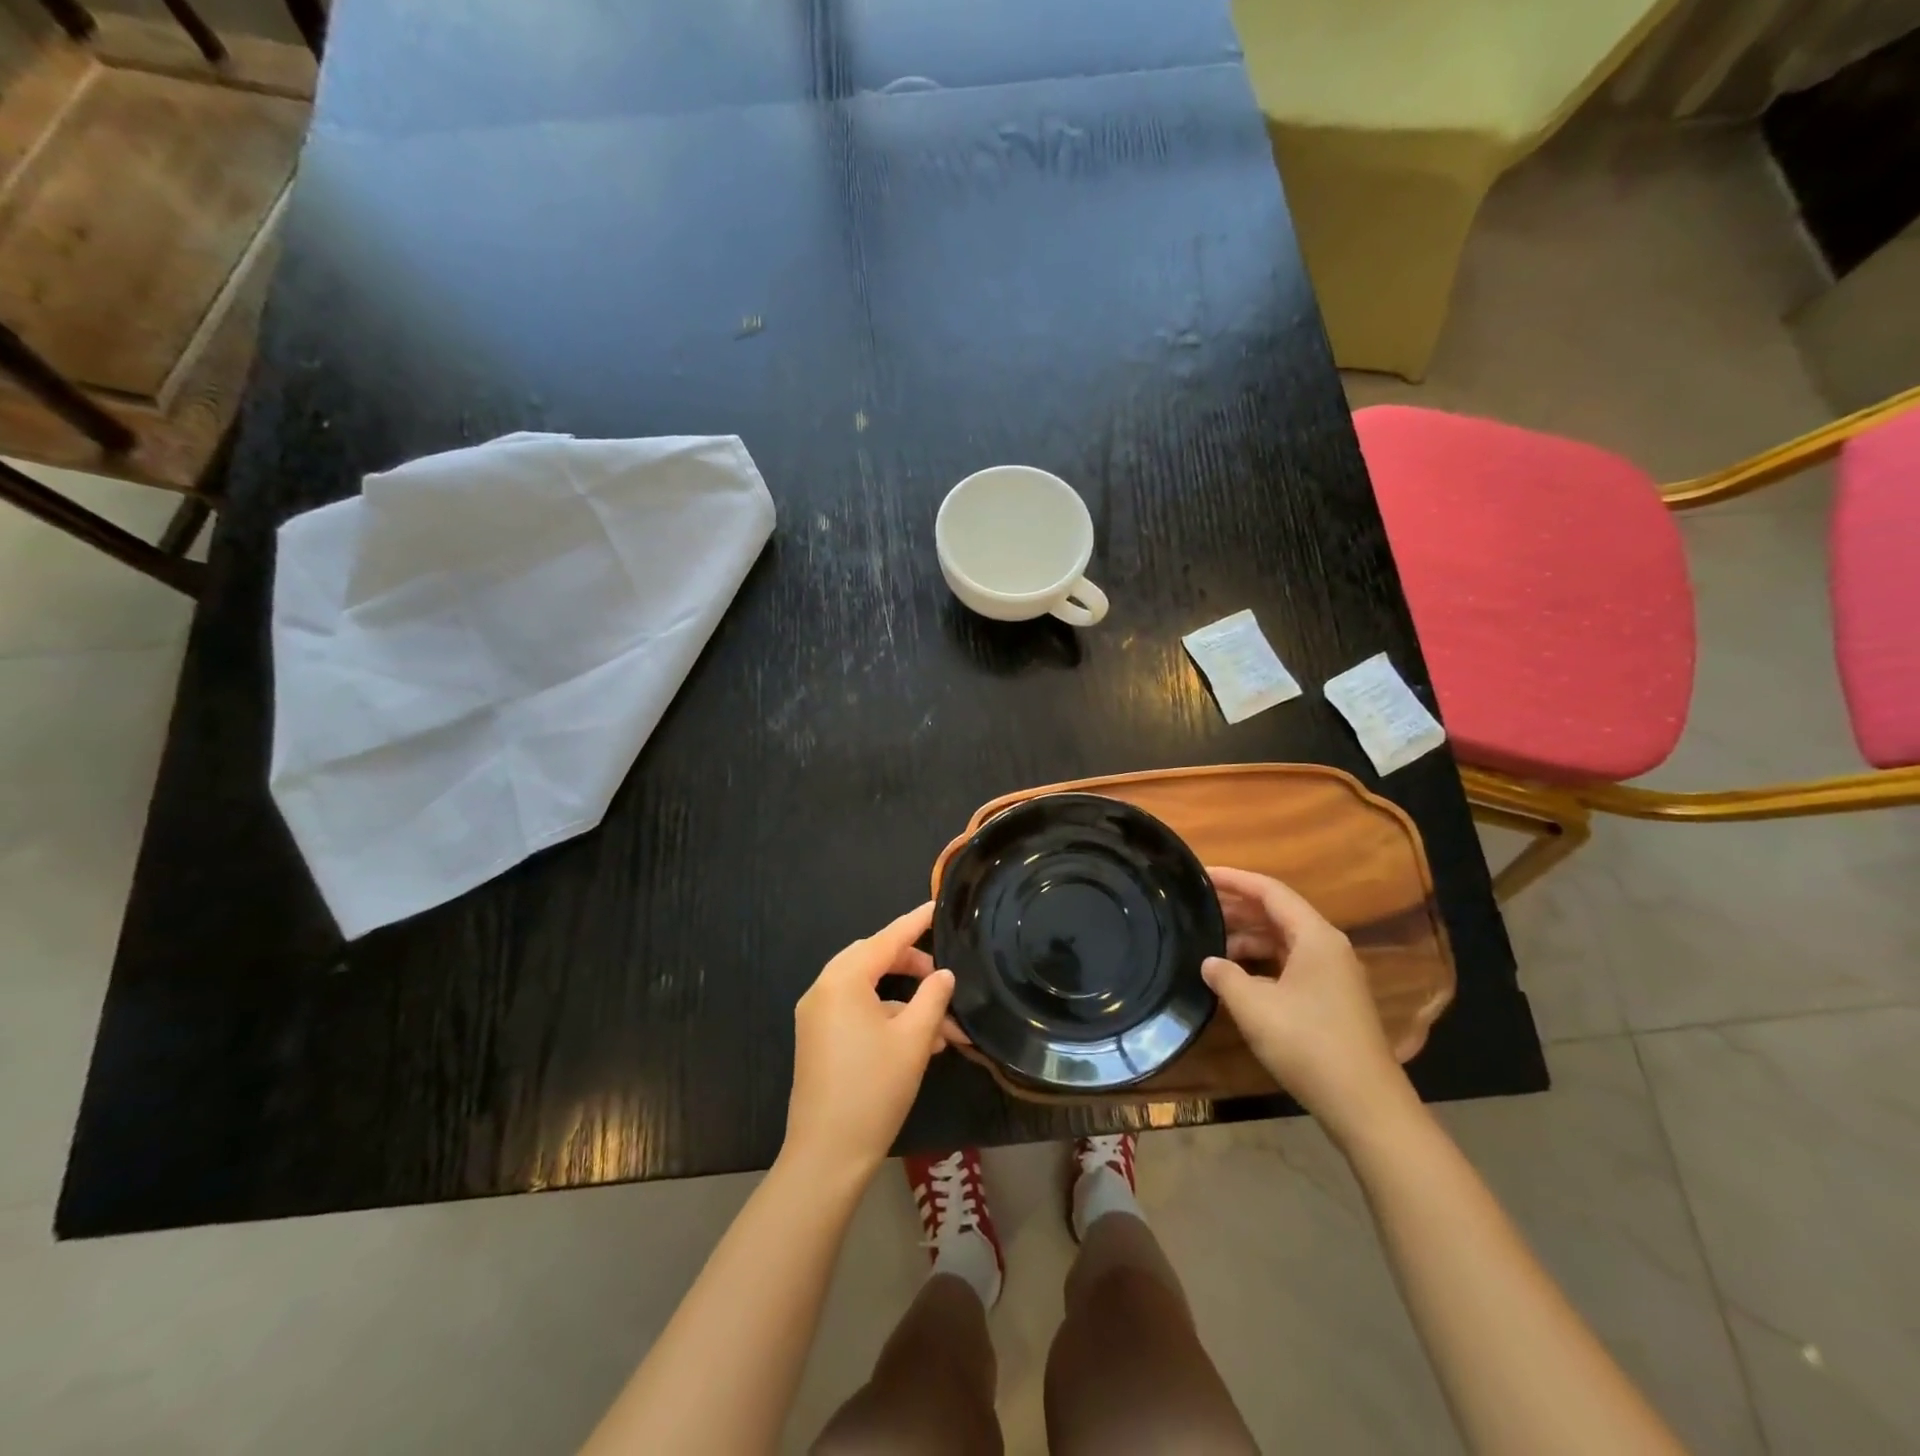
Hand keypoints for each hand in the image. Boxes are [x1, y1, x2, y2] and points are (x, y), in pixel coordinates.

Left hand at [784, 903, 954, 1182]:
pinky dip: (886, 1018)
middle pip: (873, 960)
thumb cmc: (874, 1088)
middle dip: (911, 966)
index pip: (886, 939)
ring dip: (905, 1002)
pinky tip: (920, 1043)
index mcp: (844, 979)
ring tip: (944, 1028)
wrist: (827, 1154)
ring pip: (868, 990)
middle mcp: (824, 989)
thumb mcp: (914, 1039)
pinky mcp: (817, 1039)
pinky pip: (856, 1012)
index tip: (936, 907)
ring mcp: (816, 1016)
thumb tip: (943, 975)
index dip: (915, 923)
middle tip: (942, 976)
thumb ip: (933, 998)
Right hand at [1203, 866, 1412, 1138]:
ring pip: (1282, 940)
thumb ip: (1225, 976)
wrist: (1365, 1105)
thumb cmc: (1308, 1044)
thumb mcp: (1254, 1007)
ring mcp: (1332, 974)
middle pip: (1277, 913)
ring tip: (1208, 943)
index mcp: (1315, 936)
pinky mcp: (1330, 999)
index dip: (1234, 879)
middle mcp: (1327, 947)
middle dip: (1237, 908)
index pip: (1270, 891)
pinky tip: (1235, 976)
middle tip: (1197, 906)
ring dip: (1247, 938)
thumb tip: (1209, 962)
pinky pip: (1289, 963)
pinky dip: (1260, 962)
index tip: (1200, 874)